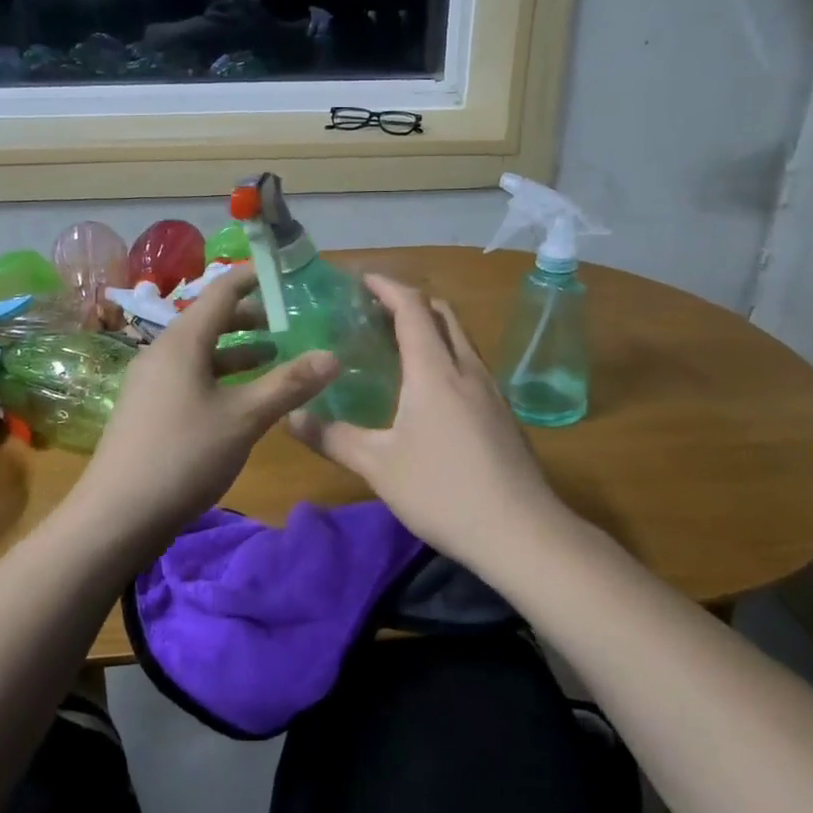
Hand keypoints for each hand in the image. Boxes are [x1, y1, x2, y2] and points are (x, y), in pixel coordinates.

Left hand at [73, 265, 337, 548]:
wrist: (117, 515)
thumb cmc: (184, 455)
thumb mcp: (244, 418)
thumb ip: (289, 384)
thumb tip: (333, 356)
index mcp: (183, 341)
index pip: (222, 291)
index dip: (255, 278)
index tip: (287, 275)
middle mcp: (163, 351)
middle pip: (211, 320)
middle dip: (252, 318)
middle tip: (291, 322)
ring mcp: (152, 380)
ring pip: (202, 351)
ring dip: (238, 350)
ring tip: (275, 357)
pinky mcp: (149, 407)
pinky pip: (190, 375)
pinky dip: (220, 375)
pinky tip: (241, 398)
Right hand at [288, 274, 561, 564]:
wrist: (522, 532)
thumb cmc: (443, 491)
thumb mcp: (377, 466)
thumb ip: (332, 438)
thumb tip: (291, 418)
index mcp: (434, 370)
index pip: (412, 308)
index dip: (387, 287)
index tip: (362, 280)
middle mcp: (466, 368)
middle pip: (442, 314)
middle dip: (409, 301)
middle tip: (375, 311)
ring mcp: (490, 390)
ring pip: (460, 338)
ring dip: (430, 327)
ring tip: (398, 343)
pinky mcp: (502, 413)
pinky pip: (469, 363)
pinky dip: (445, 354)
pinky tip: (430, 388)